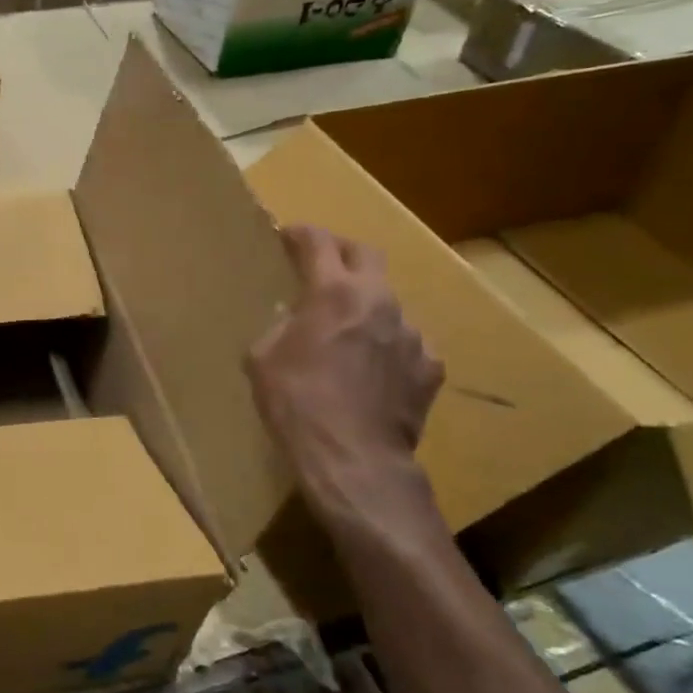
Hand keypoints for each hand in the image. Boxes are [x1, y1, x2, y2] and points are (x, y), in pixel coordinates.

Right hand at [247, 224, 444, 537]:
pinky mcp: (430, 367)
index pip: (317, 242)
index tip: (287, 235)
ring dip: (366, 306)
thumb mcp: (262, 359)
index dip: (299, 233)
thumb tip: (291, 319)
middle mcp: (379, 301)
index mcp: (333, 292)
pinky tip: (374, 369)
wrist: (353, 459)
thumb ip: (278, 327)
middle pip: (366, 254)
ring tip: (348, 331)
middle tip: (322, 266)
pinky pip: (407, 342)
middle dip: (341, 252)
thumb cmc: (296, 404)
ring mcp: (411, 333)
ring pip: (388, 302)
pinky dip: (388, 345)